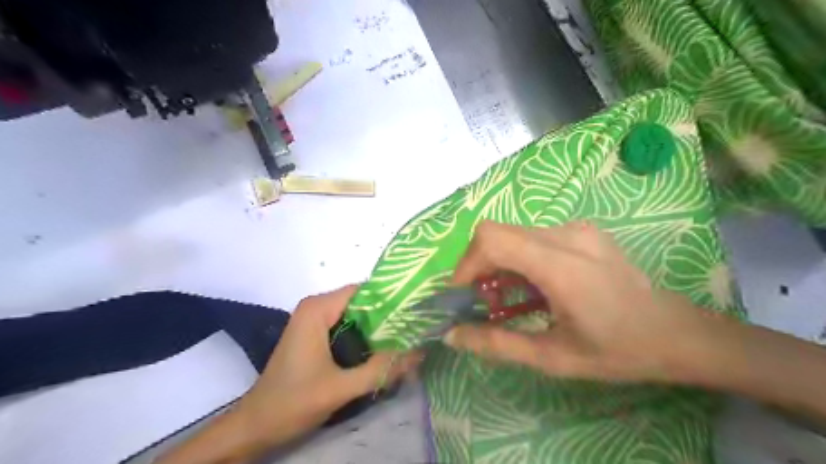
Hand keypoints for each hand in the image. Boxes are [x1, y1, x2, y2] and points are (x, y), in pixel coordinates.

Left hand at [237, 284, 420, 446]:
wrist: (255, 426)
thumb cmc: (293, 402)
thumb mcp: (341, 387)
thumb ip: (381, 369)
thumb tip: (419, 353)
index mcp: (318, 309)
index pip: (363, 291)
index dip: (390, 300)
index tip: (415, 313)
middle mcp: (315, 307)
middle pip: (361, 302)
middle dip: (387, 316)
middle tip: (414, 331)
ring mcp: (314, 320)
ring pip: (355, 315)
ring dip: (377, 328)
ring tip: (405, 340)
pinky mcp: (314, 334)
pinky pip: (346, 326)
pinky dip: (364, 336)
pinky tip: (382, 350)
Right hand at [441, 222, 719, 383]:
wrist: (676, 333)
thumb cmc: (617, 351)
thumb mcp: (552, 357)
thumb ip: (497, 343)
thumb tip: (451, 335)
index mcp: (561, 265)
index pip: (493, 239)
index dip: (467, 264)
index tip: (462, 296)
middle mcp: (566, 235)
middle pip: (497, 233)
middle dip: (478, 266)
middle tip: (482, 301)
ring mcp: (576, 229)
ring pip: (512, 234)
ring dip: (498, 264)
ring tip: (506, 298)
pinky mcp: (580, 230)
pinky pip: (532, 237)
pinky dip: (517, 259)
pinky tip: (531, 287)